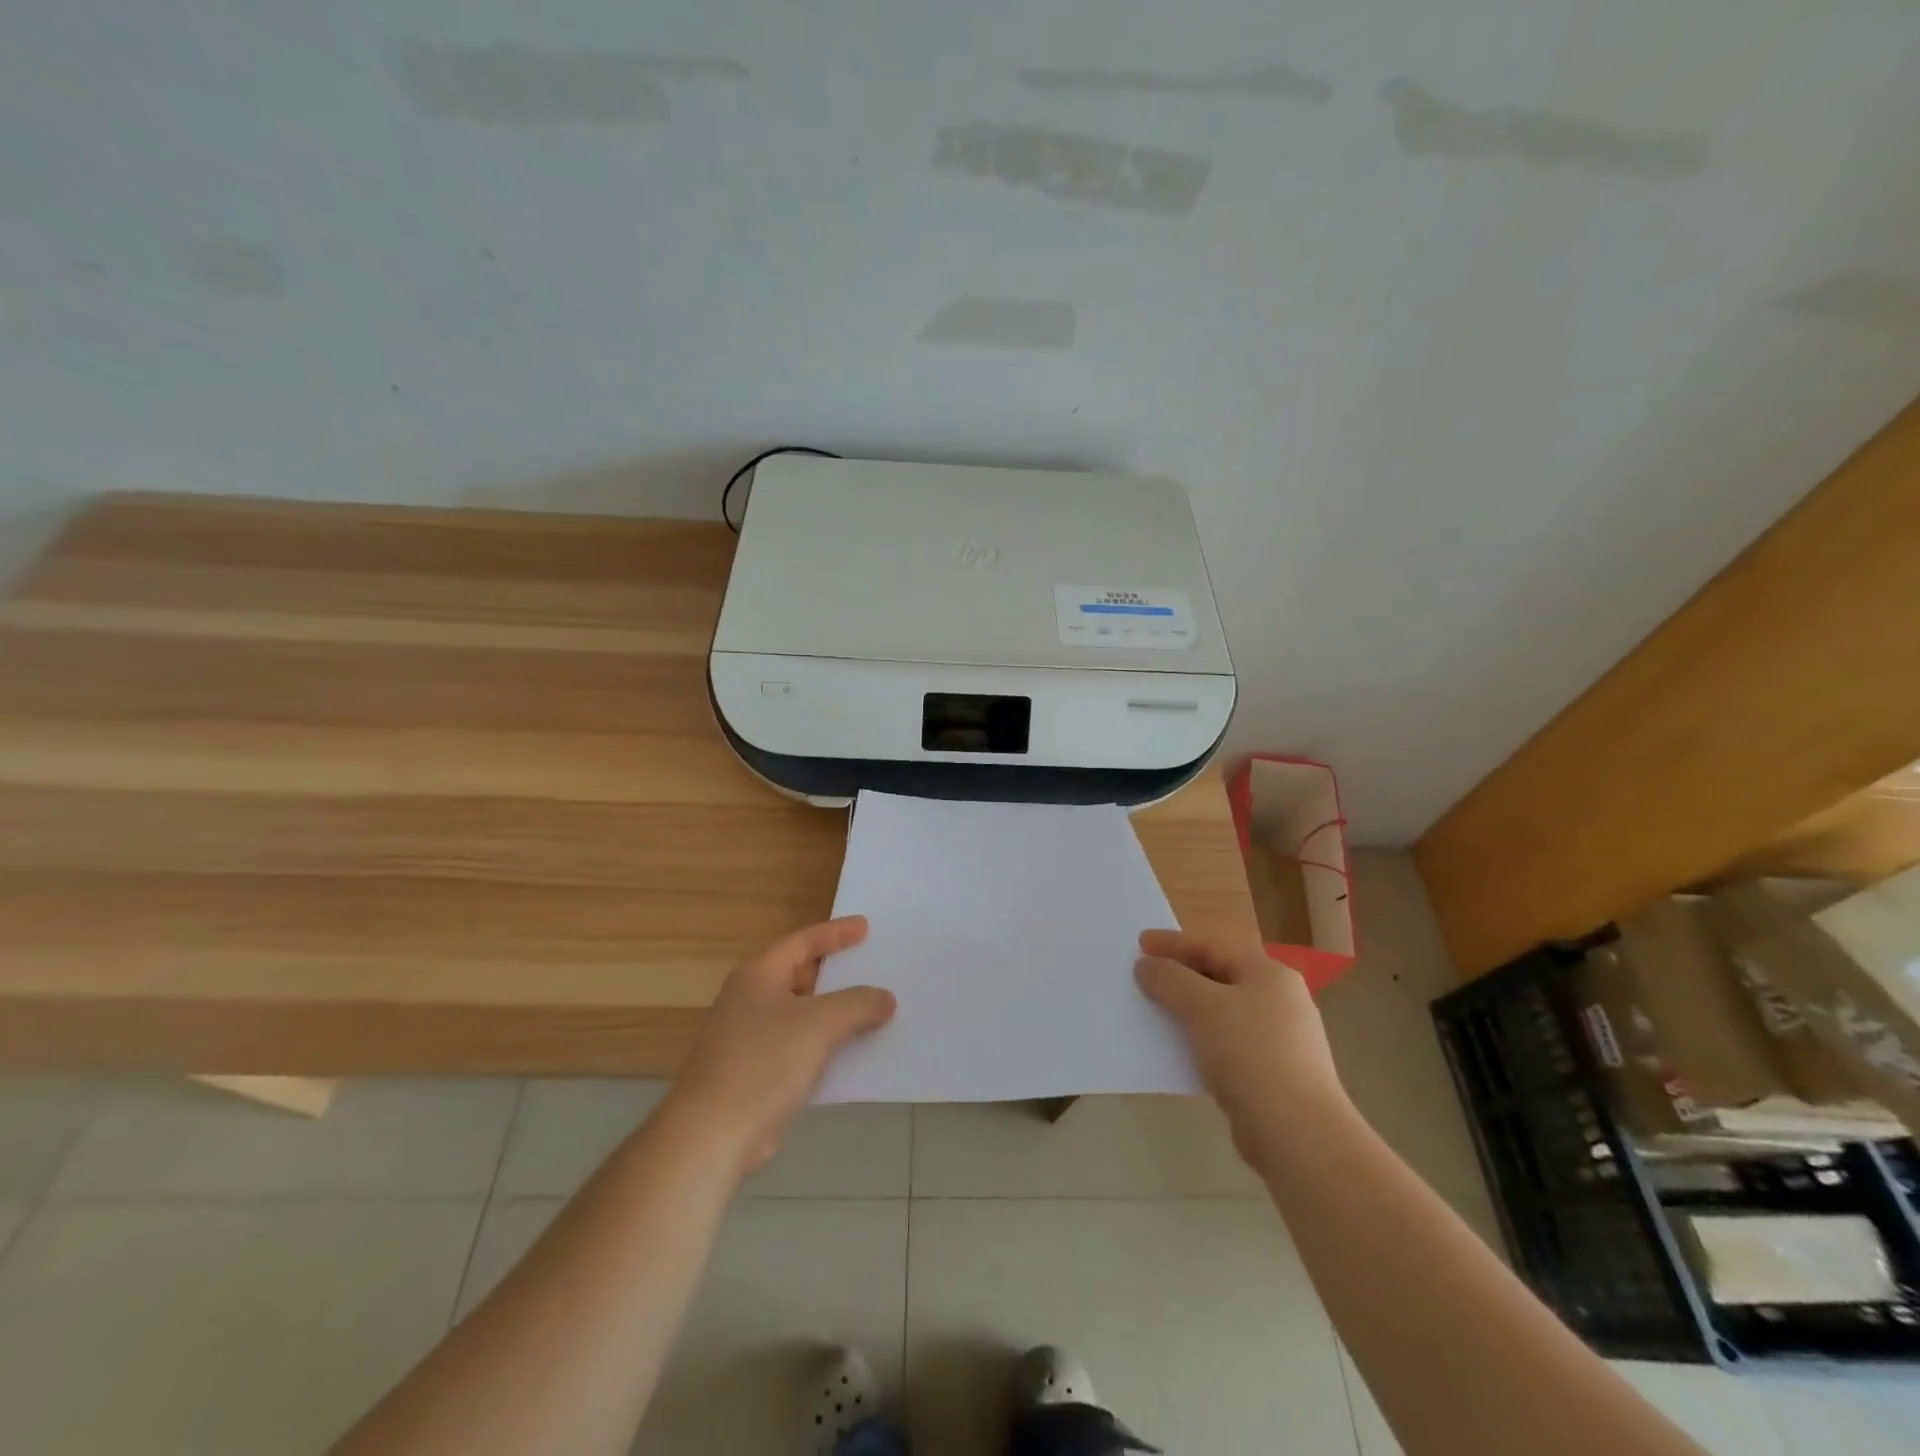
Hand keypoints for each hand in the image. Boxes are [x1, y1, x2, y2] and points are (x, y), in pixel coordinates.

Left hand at [668, 917, 895, 1173]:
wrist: (713, 1134)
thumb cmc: (763, 1061)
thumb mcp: (819, 1023)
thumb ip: (857, 1004)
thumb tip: (885, 998)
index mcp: (759, 974)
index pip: (802, 941)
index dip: (835, 933)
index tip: (866, 927)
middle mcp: (752, 999)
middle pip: (801, 974)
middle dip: (837, 973)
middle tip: (873, 966)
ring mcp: (751, 1037)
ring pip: (803, 1013)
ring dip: (836, 1012)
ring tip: (875, 1008)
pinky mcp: (757, 1073)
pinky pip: (801, 1047)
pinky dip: (826, 1044)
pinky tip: (855, 1052)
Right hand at [1136, 929, 1346, 1160]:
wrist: (1297, 1133)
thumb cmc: (1250, 1053)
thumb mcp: (1202, 1006)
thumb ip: (1169, 979)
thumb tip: (1146, 966)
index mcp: (1269, 974)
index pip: (1214, 946)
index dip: (1174, 943)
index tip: (1140, 944)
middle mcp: (1279, 1001)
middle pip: (1220, 976)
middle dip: (1179, 976)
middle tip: (1144, 976)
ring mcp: (1280, 1040)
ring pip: (1222, 1013)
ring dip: (1187, 1010)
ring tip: (1154, 1012)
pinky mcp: (1272, 1074)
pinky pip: (1226, 1045)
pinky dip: (1199, 1041)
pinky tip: (1177, 1051)